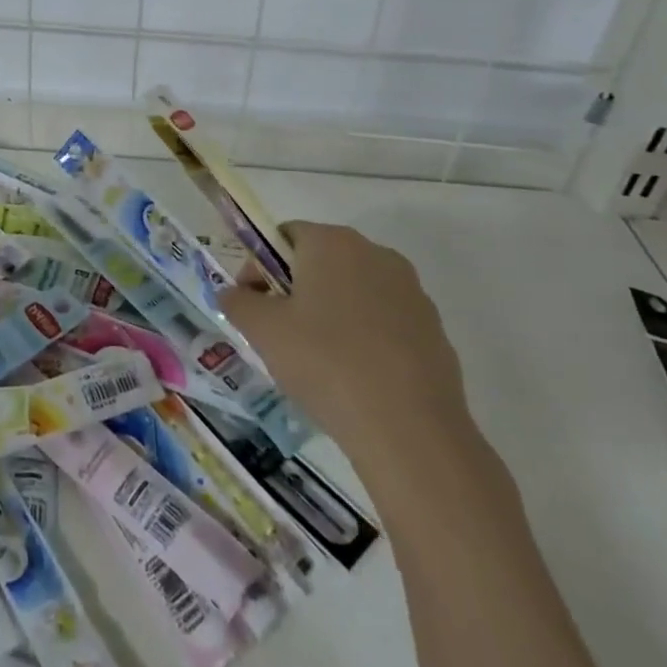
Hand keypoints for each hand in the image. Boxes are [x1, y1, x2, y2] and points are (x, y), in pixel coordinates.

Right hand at [221, 221, 470, 492]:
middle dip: (295, 290)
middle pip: (320, 261)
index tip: (252, 304)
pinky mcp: (433, 329)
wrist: (410, 431)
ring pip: (353, 292)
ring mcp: (410, 291)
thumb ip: (238, 301)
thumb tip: (233, 293)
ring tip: (317, 362)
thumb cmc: (325, 362)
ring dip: (330, 313)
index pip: (284, 235)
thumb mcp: (262, 330)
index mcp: (332, 242)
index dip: (260, 266)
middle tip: (278, 333)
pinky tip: (355, 379)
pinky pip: (384, 322)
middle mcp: (375, 253)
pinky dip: (364, 338)